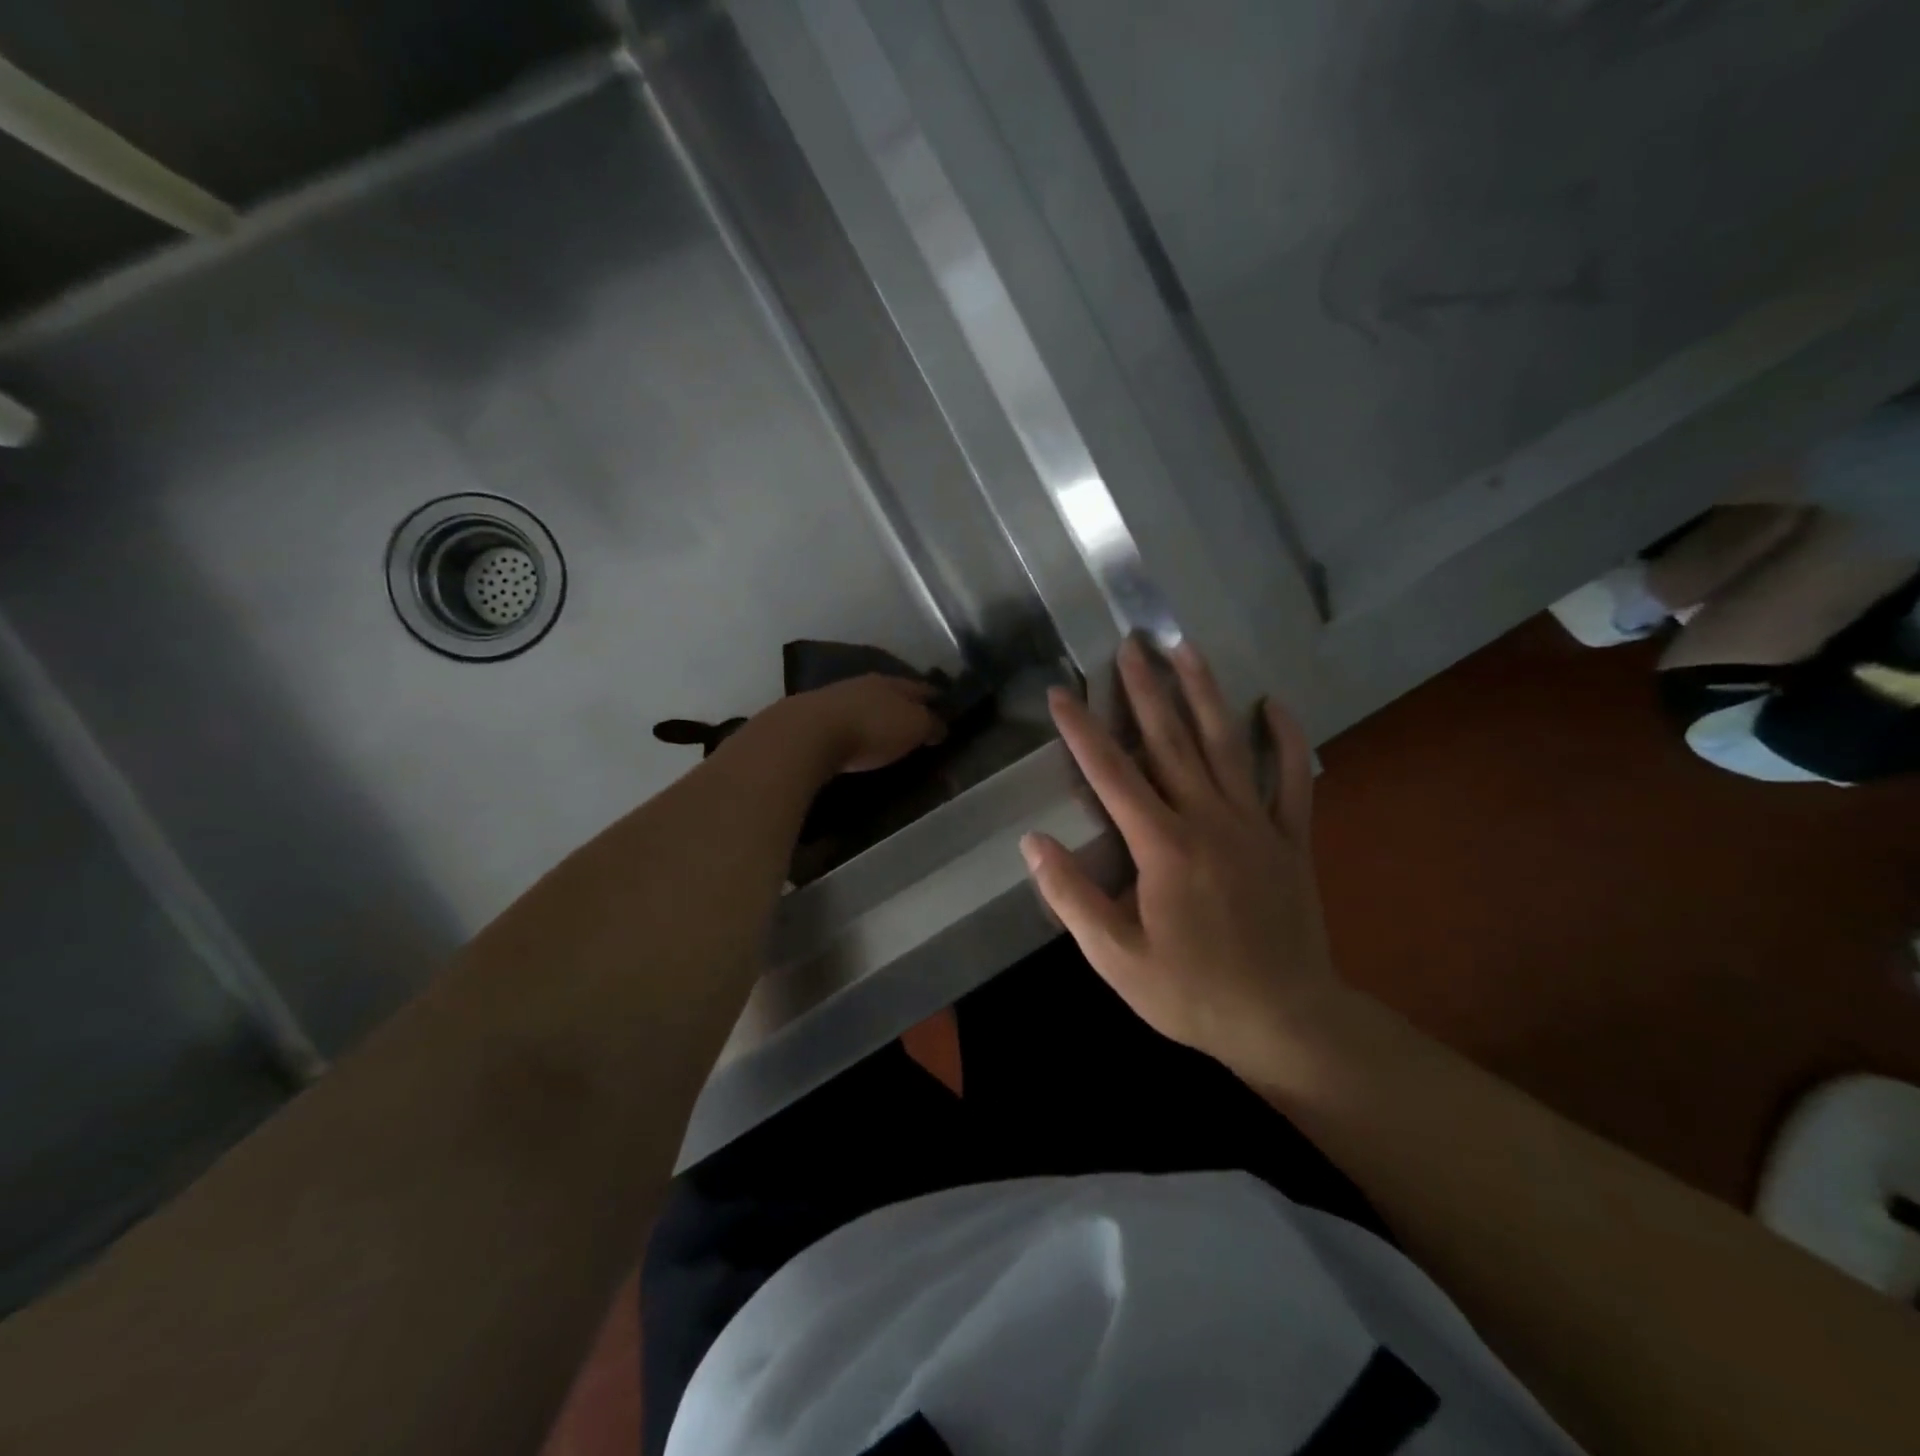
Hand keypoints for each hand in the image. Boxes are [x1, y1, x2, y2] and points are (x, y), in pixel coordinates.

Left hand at [778, 674, 946, 775]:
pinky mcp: (814, 716)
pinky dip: (855, 726)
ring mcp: (837, 697)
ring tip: (887, 730)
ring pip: (866, 703)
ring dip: (878, 714)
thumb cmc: (871, 729)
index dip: (936, 698)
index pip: (923, 688)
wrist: (808, 734)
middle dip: (905, 704)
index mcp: (894, 683)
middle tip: (917, 720)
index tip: (946, 708)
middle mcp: (866, 683)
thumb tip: (941, 726)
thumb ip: (930, 725)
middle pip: (893, 692)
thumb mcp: (913, 728)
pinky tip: (856, 737)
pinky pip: (845, 719)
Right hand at [1020, 637, 1339, 1075]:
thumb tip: (1033, 842)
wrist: (1287, 1022)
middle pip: (1170, 741)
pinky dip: (1285, 739)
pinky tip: (1273, 704)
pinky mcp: (1292, 839)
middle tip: (1131, 643)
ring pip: (1227, 744)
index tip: (1061, 692)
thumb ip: (1072, 896)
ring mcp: (1256, 824)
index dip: (1082, 730)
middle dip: (1145, 689)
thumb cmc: (1192, 993)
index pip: (1112, 774)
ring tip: (1187, 649)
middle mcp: (1208, 820)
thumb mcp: (1115, 958)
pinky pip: (1292, 779)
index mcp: (1162, 847)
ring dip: (1205, 692)